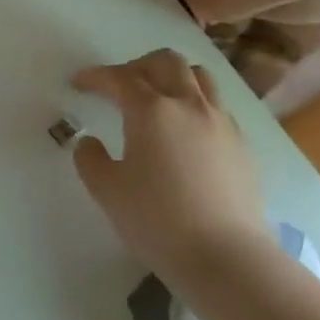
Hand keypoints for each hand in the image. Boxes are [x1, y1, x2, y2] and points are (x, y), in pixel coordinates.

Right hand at [70, 50, 272, 283]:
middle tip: (118, 86)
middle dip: (137, 65)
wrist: (226, 257)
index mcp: (151, 111)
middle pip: (166, 62)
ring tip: (156, 99)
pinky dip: (194, 103)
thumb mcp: (106, 189)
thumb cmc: (156, 220)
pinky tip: (183, 131)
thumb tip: (90, 142)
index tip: (78, 83)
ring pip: (199, 77)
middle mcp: (189, 106)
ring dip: (172, 78)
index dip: (95, 76)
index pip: (119, 78)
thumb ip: (90, 158)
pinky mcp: (241, 145)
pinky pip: (216, 106)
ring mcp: (221, 123)